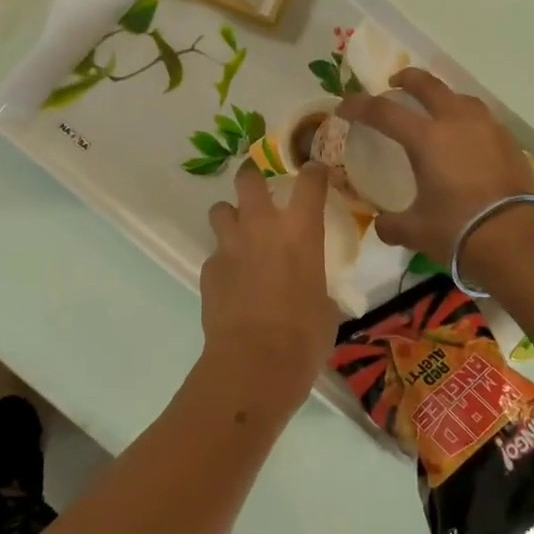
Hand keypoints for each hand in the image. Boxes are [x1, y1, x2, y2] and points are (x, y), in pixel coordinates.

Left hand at [198, 162, 340, 417]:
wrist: (255, 361)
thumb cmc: (305, 335)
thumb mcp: (325, 305)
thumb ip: (316, 283)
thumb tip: (312, 290)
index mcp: (301, 229)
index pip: (310, 181)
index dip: (313, 172)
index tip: (315, 172)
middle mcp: (262, 226)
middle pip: (249, 179)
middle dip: (253, 176)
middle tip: (259, 186)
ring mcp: (230, 246)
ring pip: (220, 209)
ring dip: (230, 216)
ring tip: (239, 233)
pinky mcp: (208, 269)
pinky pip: (215, 253)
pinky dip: (224, 260)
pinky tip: (232, 281)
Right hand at [337, 69, 533, 266]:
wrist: (518, 242)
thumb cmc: (459, 231)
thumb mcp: (415, 231)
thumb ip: (392, 225)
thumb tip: (382, 225)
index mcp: (427, 139)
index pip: (384, 111)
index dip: (359, 106)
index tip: (344, 107)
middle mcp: (457, 123)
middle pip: (428, 85)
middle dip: (406, 79)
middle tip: (394, 84)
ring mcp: (488, 129)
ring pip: (460, 97)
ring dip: (441, 97)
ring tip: (434, 109)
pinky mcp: (509, 142)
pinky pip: (481, 119)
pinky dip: (465, 119)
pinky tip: (464, 138)